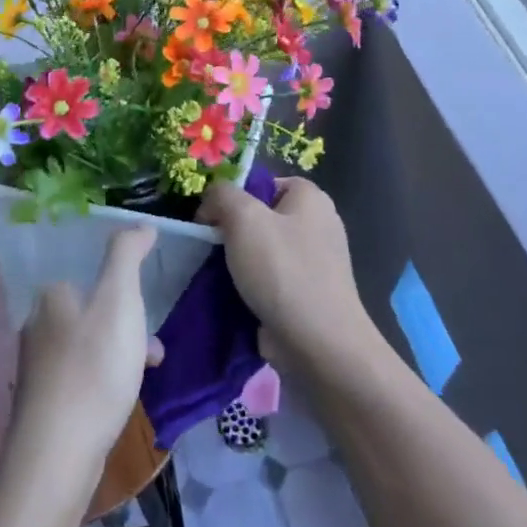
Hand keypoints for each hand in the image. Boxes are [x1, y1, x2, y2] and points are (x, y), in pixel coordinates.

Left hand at [8, 227, 164, 493]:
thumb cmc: (93, 369)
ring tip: (148, 370)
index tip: (147, 302)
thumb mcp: (118, 301)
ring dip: (122, 350)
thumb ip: (127, 256)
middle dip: (128, 321)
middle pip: (92, 308)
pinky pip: (84, 374)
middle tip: (153, 344)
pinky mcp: (45, 402)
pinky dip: (107, 377)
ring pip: (90, 343)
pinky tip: (123, 397)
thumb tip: (140, 224)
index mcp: (49, 296)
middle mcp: (37, 325)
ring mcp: (38, 367)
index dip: (122, 283)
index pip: (87, 271)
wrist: (58, 456)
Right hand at [199, 177, 378, 374]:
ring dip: (237, 262)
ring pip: (262, 252)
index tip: (210, 219)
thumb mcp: (243, 217)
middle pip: (262, 218)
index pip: (264, 184)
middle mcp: (318, 225)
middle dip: (232, 232)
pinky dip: (250, 287)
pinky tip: (230, 297)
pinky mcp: (306, 295)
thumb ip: (221, 196)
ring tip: (214, 274)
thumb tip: (211, 205)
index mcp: (311, 199)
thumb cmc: (282, 270)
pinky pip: (269, 281)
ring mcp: (314, 263)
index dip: (234, 196)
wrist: (318, 343)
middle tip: (208, 247)